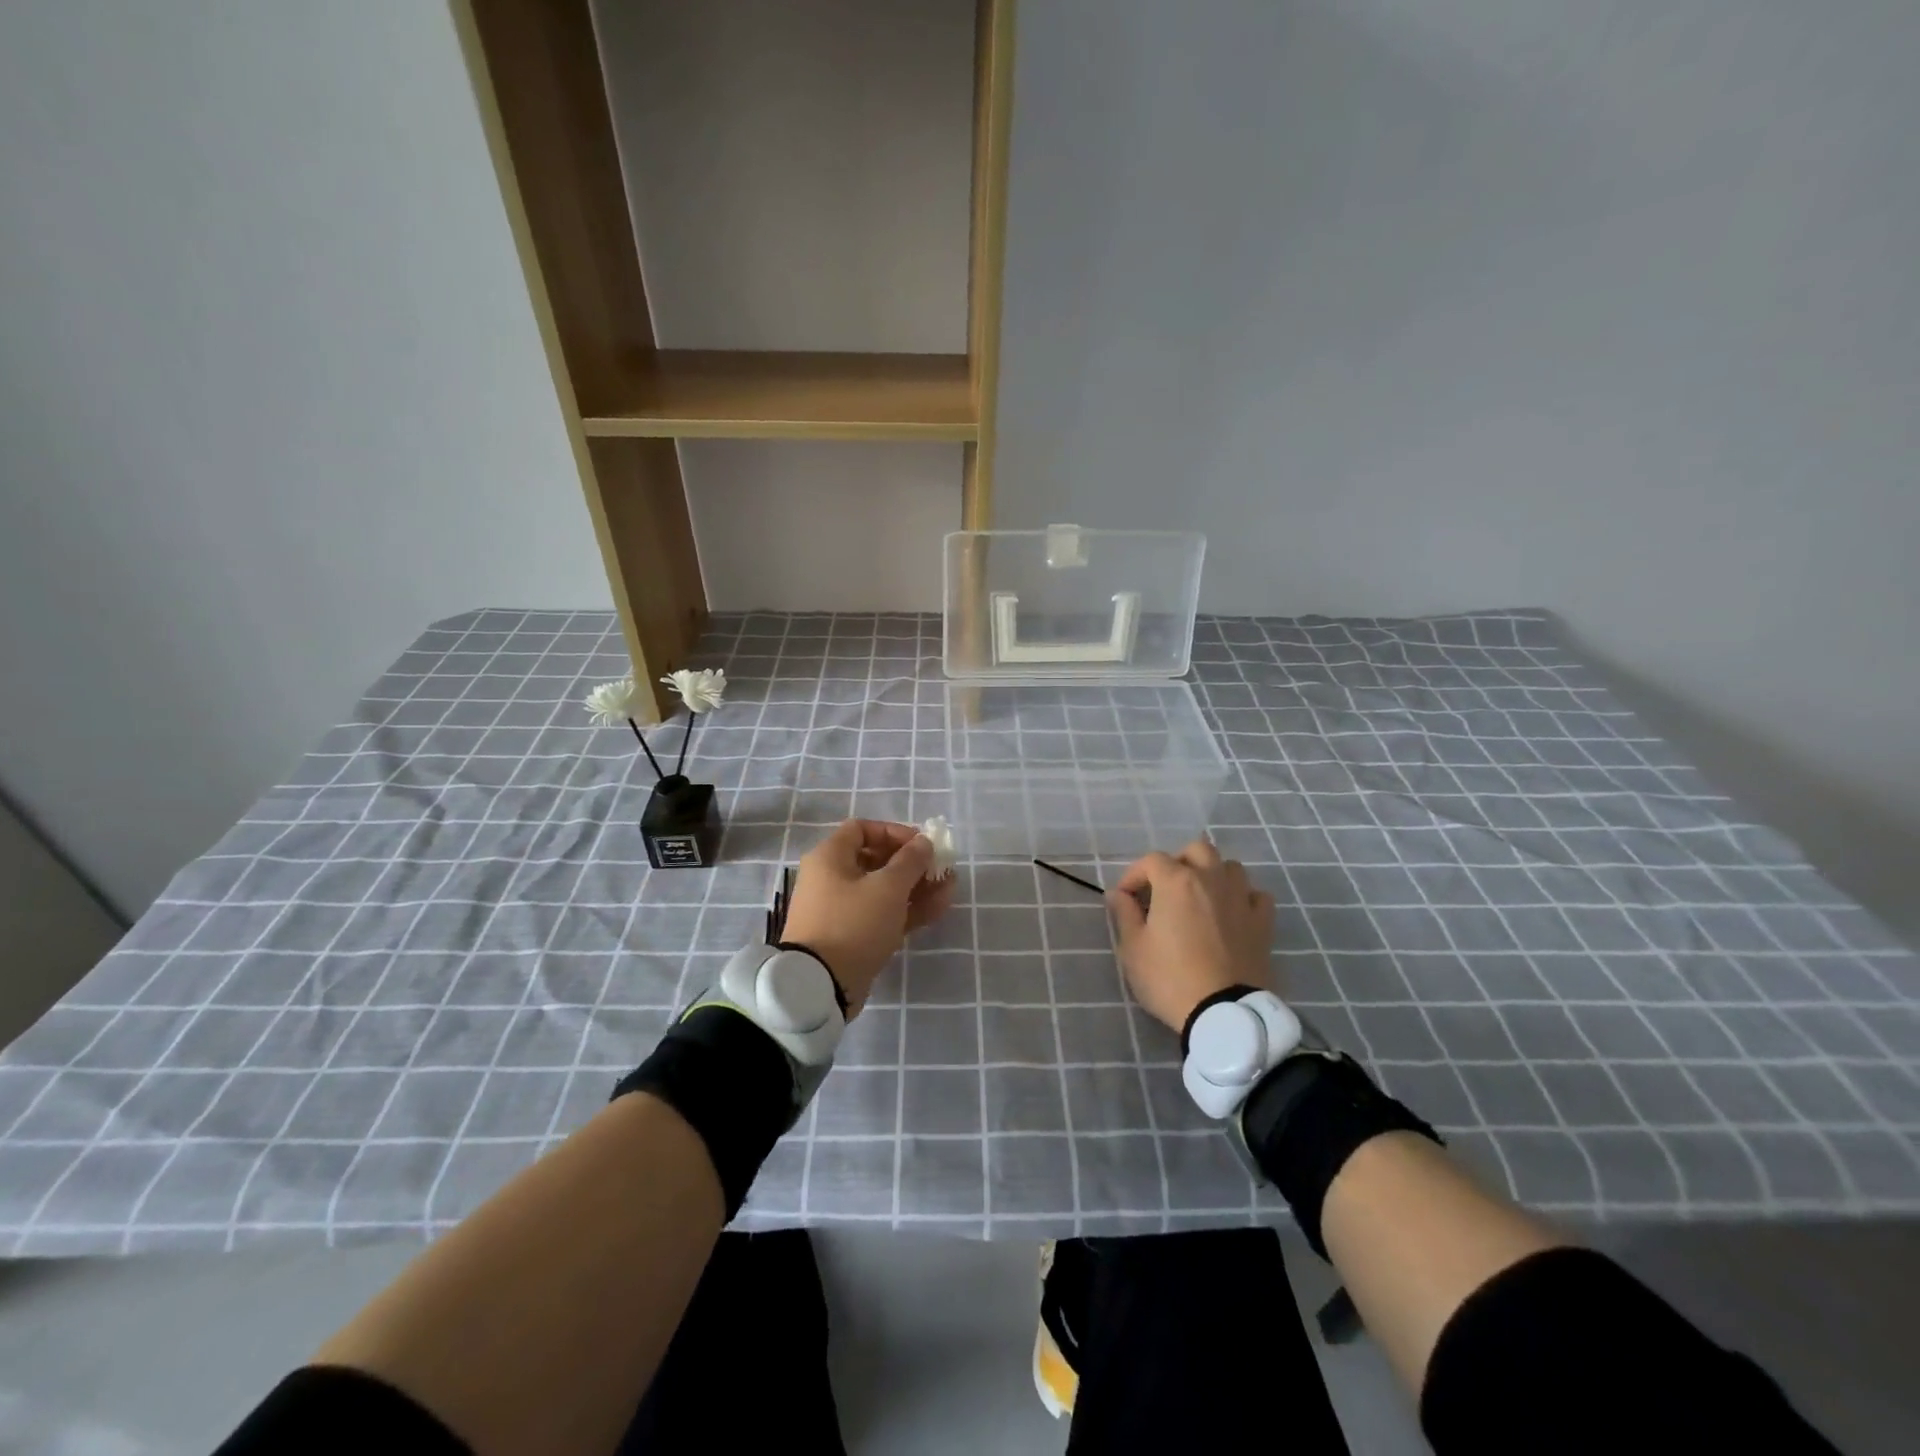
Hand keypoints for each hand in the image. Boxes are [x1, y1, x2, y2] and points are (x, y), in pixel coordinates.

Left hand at [782, 819, 954, 1015]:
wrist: (820, 985)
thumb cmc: (853, 924)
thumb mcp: (888, 888)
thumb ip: (911, 861)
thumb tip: (924, 842)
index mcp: (830, 857)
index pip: (862, 829)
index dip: (894, 832)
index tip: (920, 845)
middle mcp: (831, 878)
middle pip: (876, 860)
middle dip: (912, 863)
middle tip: (940, 868)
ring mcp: (841, 910)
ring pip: (883, 890)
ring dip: (916, 887)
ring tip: (949, 887)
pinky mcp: (851, 936)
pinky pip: (882, 914)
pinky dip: (907, 909)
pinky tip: (939, 907)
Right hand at [1107, 838, 1275, 1032]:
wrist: (1224, 1013)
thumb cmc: (1170, 978)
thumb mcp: (1133, 949)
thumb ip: (1124, 914)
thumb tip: (1119, 895)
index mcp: (1176, 881)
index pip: (1151, 861)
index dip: (1133, 875)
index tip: (1125, 899)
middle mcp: (1211, 879)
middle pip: (1196, 850)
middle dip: (1178, 862)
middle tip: (1165, 889)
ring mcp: (1241, 899)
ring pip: (1230, 867)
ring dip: (1212, 875)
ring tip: (1200, 897)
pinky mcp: (1263, 923)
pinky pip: (1256, 895)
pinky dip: (1243, 898)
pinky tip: (1233, 913)